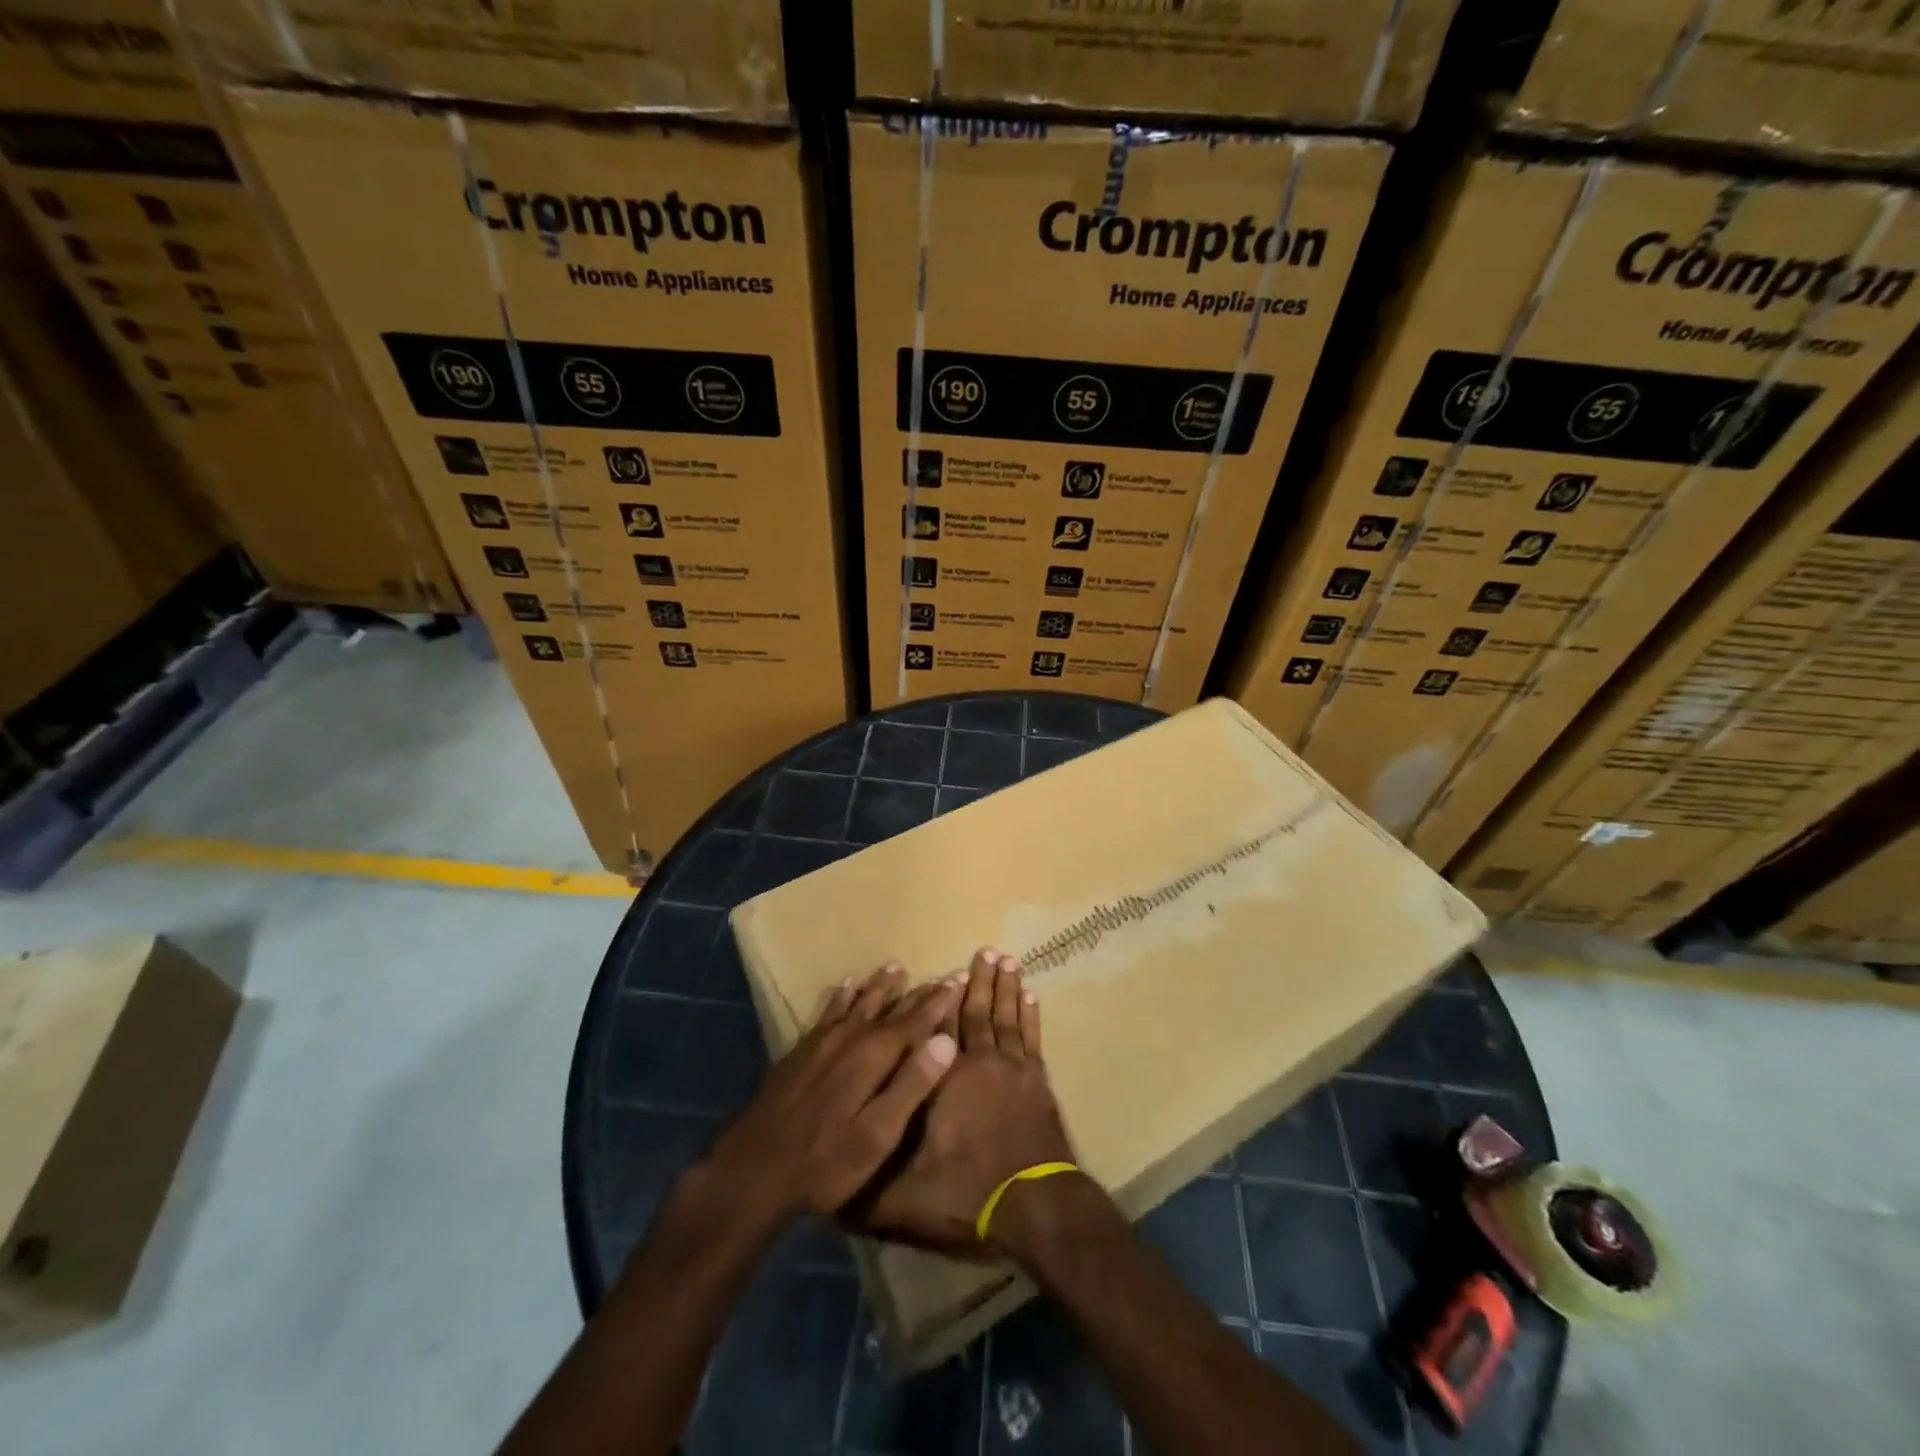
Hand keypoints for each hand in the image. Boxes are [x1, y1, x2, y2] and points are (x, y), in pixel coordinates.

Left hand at [696, 965, 959, 1227]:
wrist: (752, 1169)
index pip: (916, 1022)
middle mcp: (851, 1039)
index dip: (939, 1002)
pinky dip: (841, 996)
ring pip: (859, 1004)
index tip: (957, 978)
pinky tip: (845, 986)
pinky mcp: (800, 1051)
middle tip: (939, 974)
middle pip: (890, 1009)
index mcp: (874, 1057)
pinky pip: (828, 1011)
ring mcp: (822, 1042)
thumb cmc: (825, 1161)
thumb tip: (947, 1040)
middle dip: (917, 993)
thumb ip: (912, 1085)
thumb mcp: (878, 1134)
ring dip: (879, 987)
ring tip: (895, 967)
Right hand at [843, 948, 1074, 1255]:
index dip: (938, 1001)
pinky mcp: (1037, 1082)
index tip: (940, 972)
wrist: (1036, 1209)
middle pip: (976, 1012)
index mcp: (944, 1080)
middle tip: (984, 950)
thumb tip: (831, 1180)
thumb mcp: (907, 1199)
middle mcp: (979, 1063)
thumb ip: (869, 1188)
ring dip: (1005, 988)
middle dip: (977, 981)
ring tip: (1007, 959)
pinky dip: (1030, 1015)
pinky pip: (1031, 1037)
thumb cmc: (969, 1195)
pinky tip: (1030, 996)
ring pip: (1005, 1017)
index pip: (937, 1029)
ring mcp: (1013, 1070)